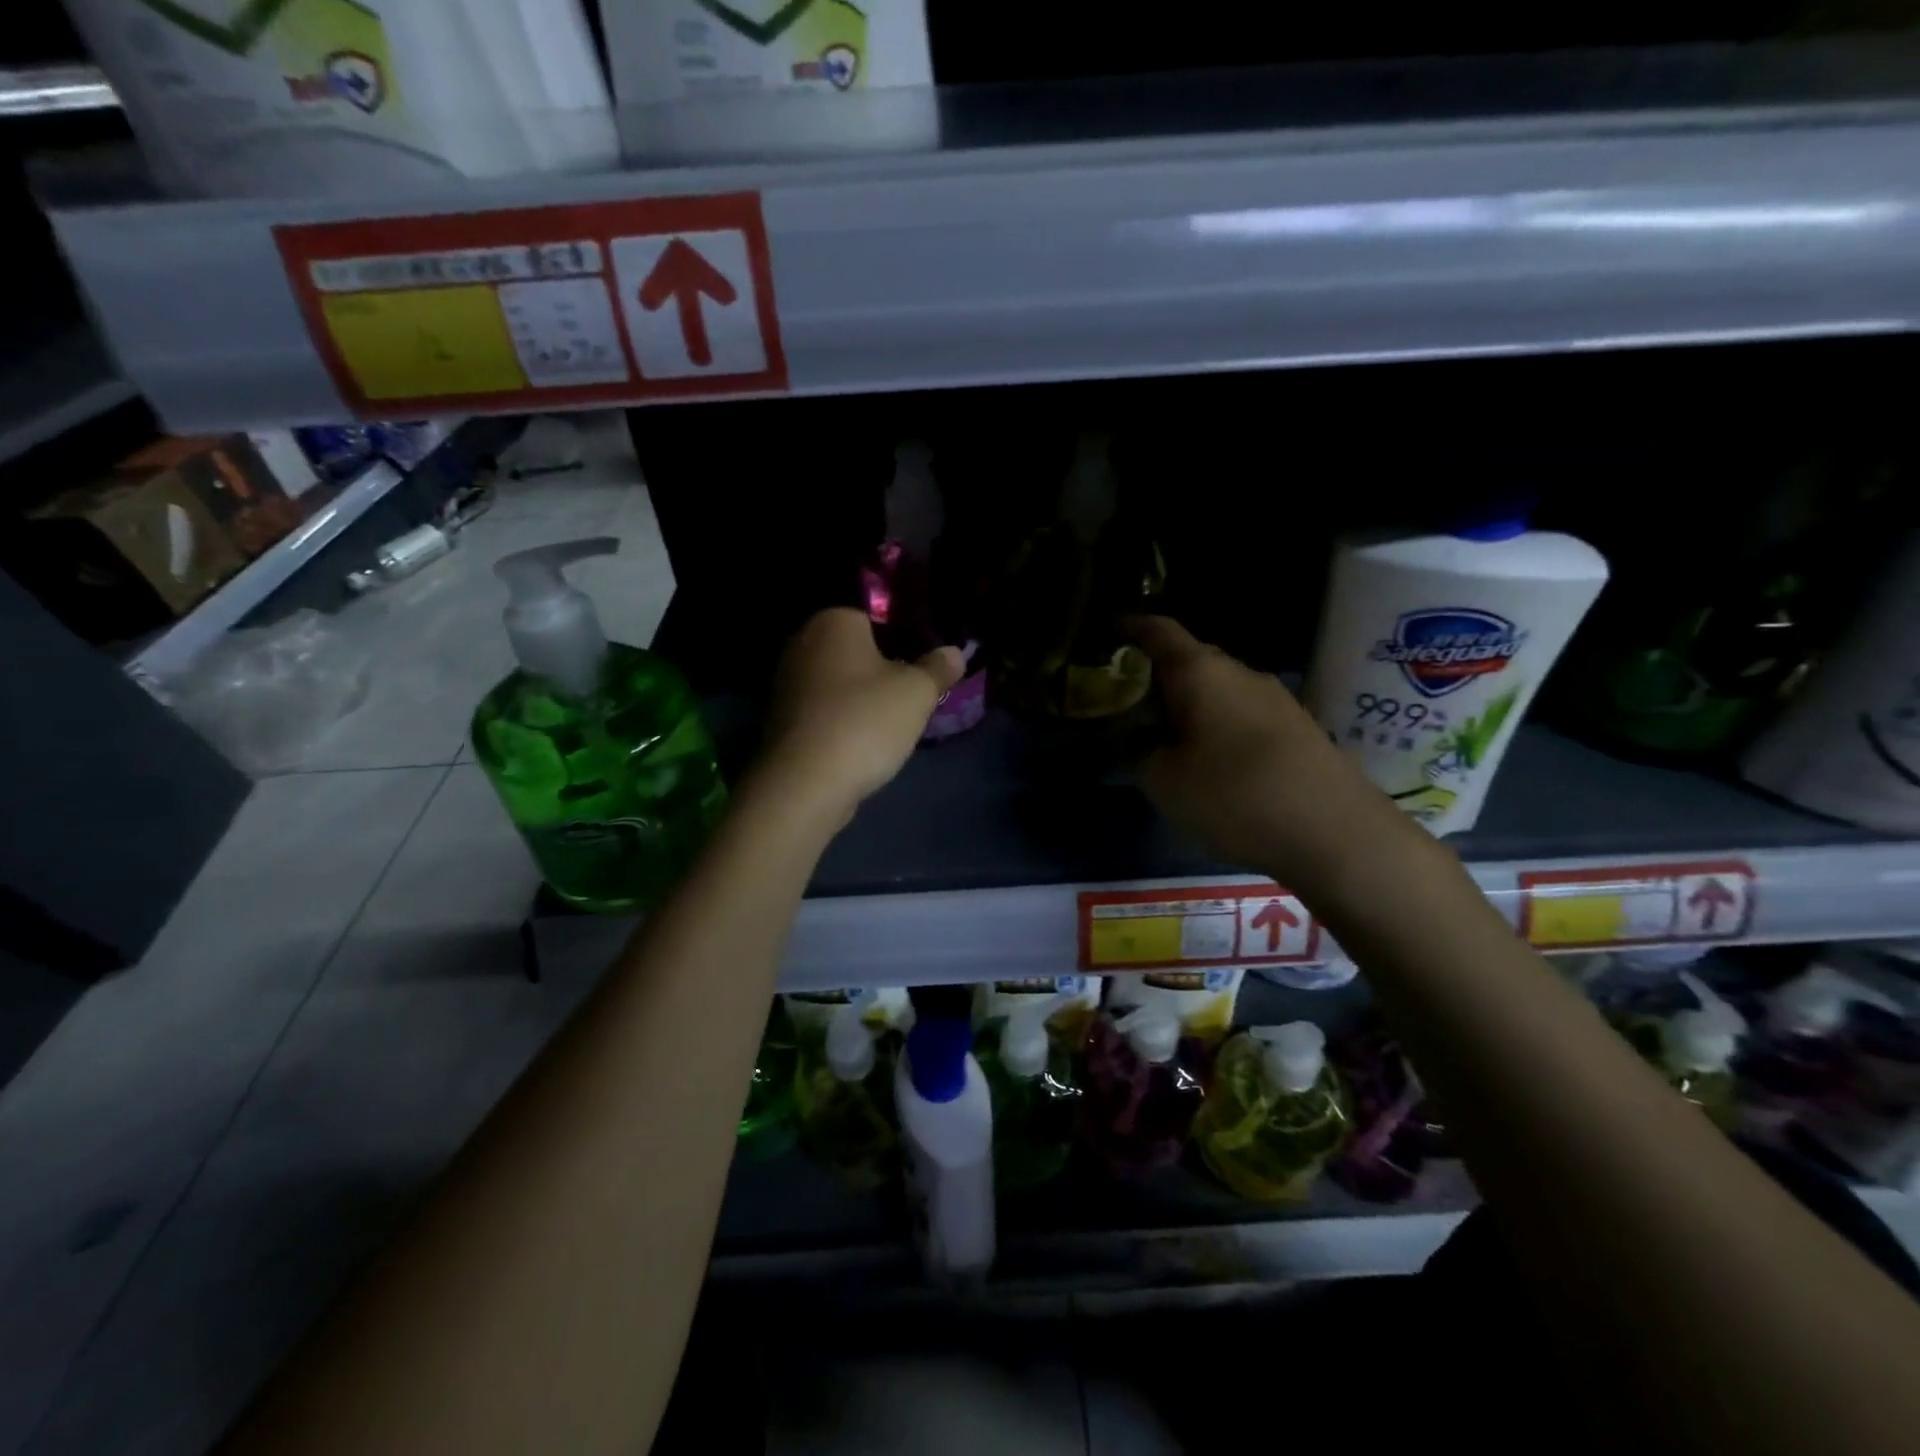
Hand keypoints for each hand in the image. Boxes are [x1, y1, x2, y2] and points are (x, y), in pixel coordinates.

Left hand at [755, 608, 965, 826]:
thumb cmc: (865, 721)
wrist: (806, 784)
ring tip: (891, 725)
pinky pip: (824, 710)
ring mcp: (786, 683)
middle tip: (913, 697)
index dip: (906, 640)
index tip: (924, 667)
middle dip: (883, 670)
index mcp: (833, 621)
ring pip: (839, 683)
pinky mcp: (781, 720)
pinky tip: (862, 744)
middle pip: (856, 651)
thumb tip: (954, 652)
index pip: (877, 617)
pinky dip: (842, 721)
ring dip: (862, 699)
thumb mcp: (917, 692)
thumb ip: (938, 668)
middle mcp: (802, 642)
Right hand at [1128, 616, 1418, 893]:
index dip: (1128, 627)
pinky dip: (1216, 723)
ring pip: (1217, 688)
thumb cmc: (1233, 795)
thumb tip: (1128, 736)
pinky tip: (1209, 757)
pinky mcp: (1297, 726)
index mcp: (1199, 671)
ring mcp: (1274, 697)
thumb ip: (1135, 751)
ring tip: (1164, 734)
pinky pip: (1242, 711)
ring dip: (1188, 703)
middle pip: (1188, 658)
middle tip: (1126, 701)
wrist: (1335, 830)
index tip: (1105, 634)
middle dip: (1155, 674)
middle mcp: (1239, 672)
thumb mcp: (1163, 780)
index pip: (1157, 630)